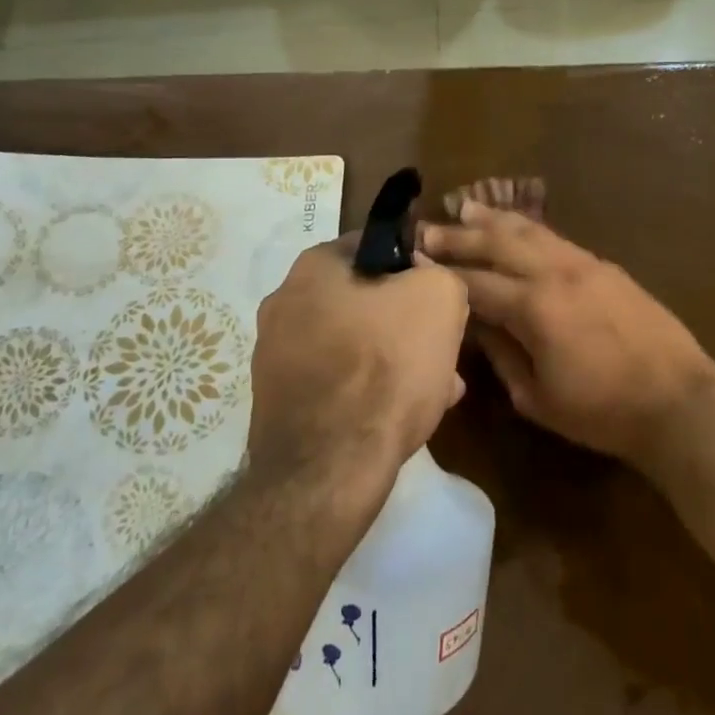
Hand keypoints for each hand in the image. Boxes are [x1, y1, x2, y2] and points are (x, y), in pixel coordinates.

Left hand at [249, 239, 469, 500]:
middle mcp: (282, 303)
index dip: (415, 267)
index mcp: (312, 266)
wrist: (330, 468)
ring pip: (353, 345)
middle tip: (440, 346)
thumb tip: (425, 280)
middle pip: (364, 300)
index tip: (440, 296)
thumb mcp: (440, 298)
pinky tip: (401, 416)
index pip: (375, 246)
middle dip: (405, 321)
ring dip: (392, 359)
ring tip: (434, 387)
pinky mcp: (278, 404)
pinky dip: (367, 392)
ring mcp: (274, 357)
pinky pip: (336, 384)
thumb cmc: (386, 366)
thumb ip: (438, 273)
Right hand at [417, 202, 714, 467]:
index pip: (475, 283)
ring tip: (464, 207)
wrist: (678, 400)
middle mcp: (554, 273)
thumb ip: (501, 355)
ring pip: (528, 231)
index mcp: (534, 308)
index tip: (412, 261)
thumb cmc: (602, 411)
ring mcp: (583, 264)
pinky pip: (555, 238)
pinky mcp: (604, 265)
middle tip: (426, 229)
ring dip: (493, 219)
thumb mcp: (537, 397)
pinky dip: (528, 228)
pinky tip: (516, 226)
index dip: (441, 274)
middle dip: (458, 236)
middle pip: (497, 244)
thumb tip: (476, 325)